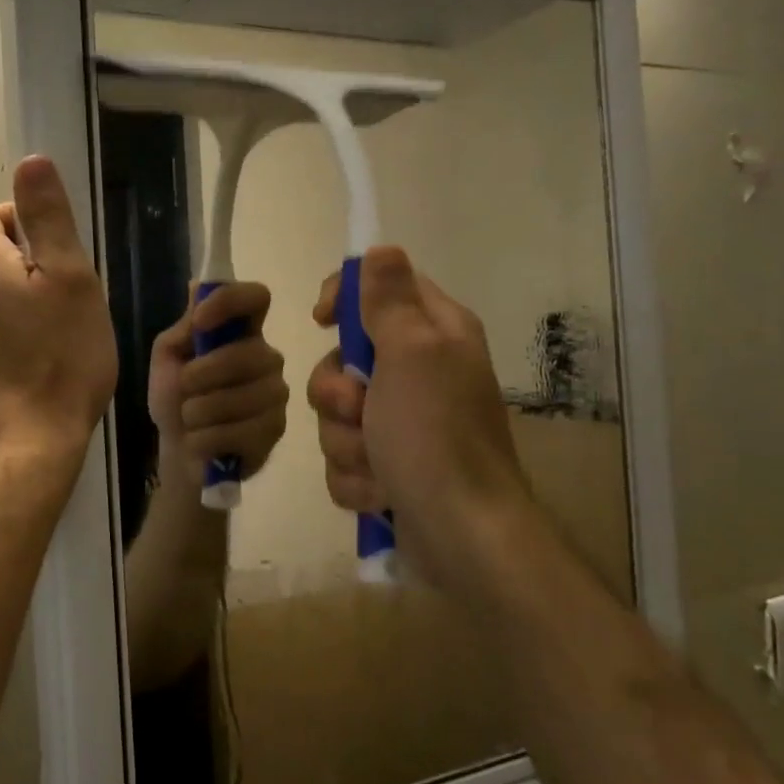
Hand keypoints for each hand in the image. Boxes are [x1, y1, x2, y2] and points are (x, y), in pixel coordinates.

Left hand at [0, 156, 117, 467]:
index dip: (23, 223)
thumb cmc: (61, 358)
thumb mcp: (70, 278)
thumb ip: (48, 218)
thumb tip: (31, 160)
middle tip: (69, 299)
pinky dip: (9, 334)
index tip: (59, 255)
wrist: (28, 446)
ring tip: (58, 334)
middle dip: (26, 265)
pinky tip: (38, 363)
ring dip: (19, 301)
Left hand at [147, 282, 288, 489]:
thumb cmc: (175, 399)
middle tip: (184, 390)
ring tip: (190, 420)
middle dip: (203, 374)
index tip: (200, 321)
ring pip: (241, 397)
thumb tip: (197, 285)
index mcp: (241, 332)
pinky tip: (202, 442)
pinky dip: (206, 439)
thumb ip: (185, 327)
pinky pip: (240, 431)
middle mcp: (267, 357)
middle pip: (247, 353)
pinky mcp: (276, 429)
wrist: (179, 452)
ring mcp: (276, 394)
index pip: (256, 297)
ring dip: (199, 412)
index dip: (230, 302)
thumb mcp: (168, 359)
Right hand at [307, 248, 529, 585]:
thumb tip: (381, 248)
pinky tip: (380, 493)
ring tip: (377, 464)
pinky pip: (345, 458)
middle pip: (344, 360)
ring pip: (337, 415)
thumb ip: (389, 300)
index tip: (322, 319)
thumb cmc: (435, 435)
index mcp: (435, 335)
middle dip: (337, 393)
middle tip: (358, 411)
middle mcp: (420, 374)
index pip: (381, 289)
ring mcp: (403, 424)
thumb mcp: (411, 353)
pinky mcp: (389, 467)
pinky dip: (356, 477)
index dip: (346, 298)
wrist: (461, 536)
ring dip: (345, 442)